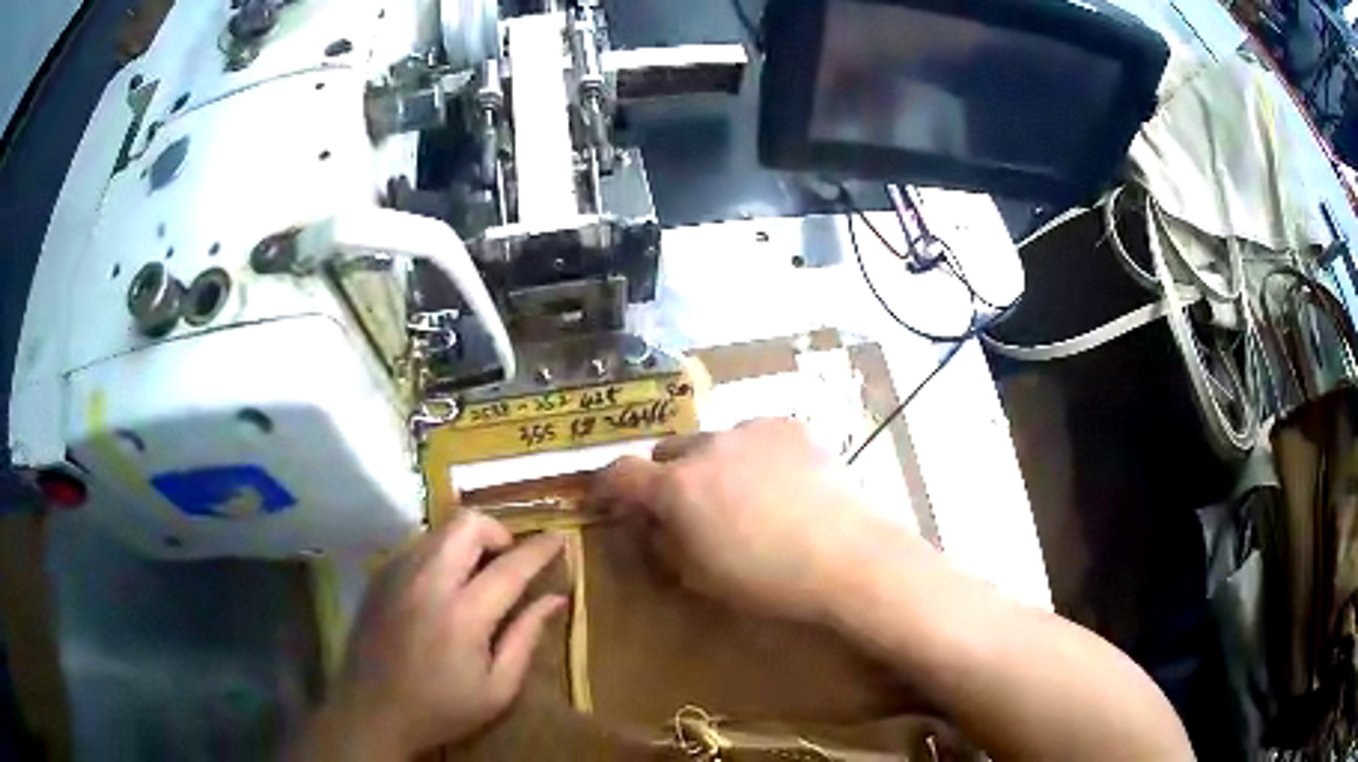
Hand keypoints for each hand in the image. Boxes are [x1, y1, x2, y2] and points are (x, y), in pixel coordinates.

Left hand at [308, 513, 564, 757]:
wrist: (371, 711)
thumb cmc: (442, 708)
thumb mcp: (498, 688)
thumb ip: (526, 637)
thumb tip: (555, 599)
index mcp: (463, 614)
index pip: (510, 566)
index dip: (540, 548)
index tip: (559, 538)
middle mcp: (427, 581)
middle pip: (467, 523)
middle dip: (497, 532)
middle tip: (508, 562)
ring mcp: (397, 573)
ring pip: (439, 530)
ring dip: (467, 542)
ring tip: (476, 576)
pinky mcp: (379, 576)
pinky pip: (417, 546)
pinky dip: (440, 554)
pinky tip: (442, 588)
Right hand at [594, 418, 908, 623]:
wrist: (846, 556)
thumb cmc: (767, 581)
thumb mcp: (700, 576)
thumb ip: (663, 544)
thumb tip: (651, 524)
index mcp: (676, 488)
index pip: (621, 472)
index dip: (610, 485)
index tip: (614, 498)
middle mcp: (706, 447)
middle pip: (669, 451)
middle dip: (669, 475)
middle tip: (693, 506)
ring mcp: (750, 430)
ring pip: (715, 441)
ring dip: (716, 464)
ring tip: (749, 496)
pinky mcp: (788, 426)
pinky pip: (756, 436)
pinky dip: (756, 455)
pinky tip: (785, 483)